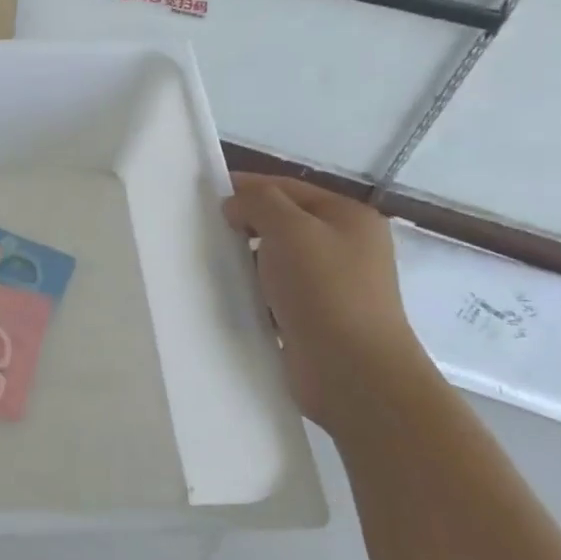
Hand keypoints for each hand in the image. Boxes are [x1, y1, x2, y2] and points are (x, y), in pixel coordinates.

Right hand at [224, 172, 432, 431]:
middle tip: (207, 231)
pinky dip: (255, 291)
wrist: (353, 372)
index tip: (207, 195)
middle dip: (246, 224)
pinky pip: (277, 292)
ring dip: (248, 260)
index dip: (249, 186)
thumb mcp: (290, 229)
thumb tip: (236, 204)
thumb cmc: (325, 290)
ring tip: (213, 264)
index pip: (289, 187)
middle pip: (284, 222)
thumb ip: (259, 202)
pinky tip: (231, 295)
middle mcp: (346, 247)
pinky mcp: (316, 318)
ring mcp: (333, 285)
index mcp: (349, 218)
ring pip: (277, 259)